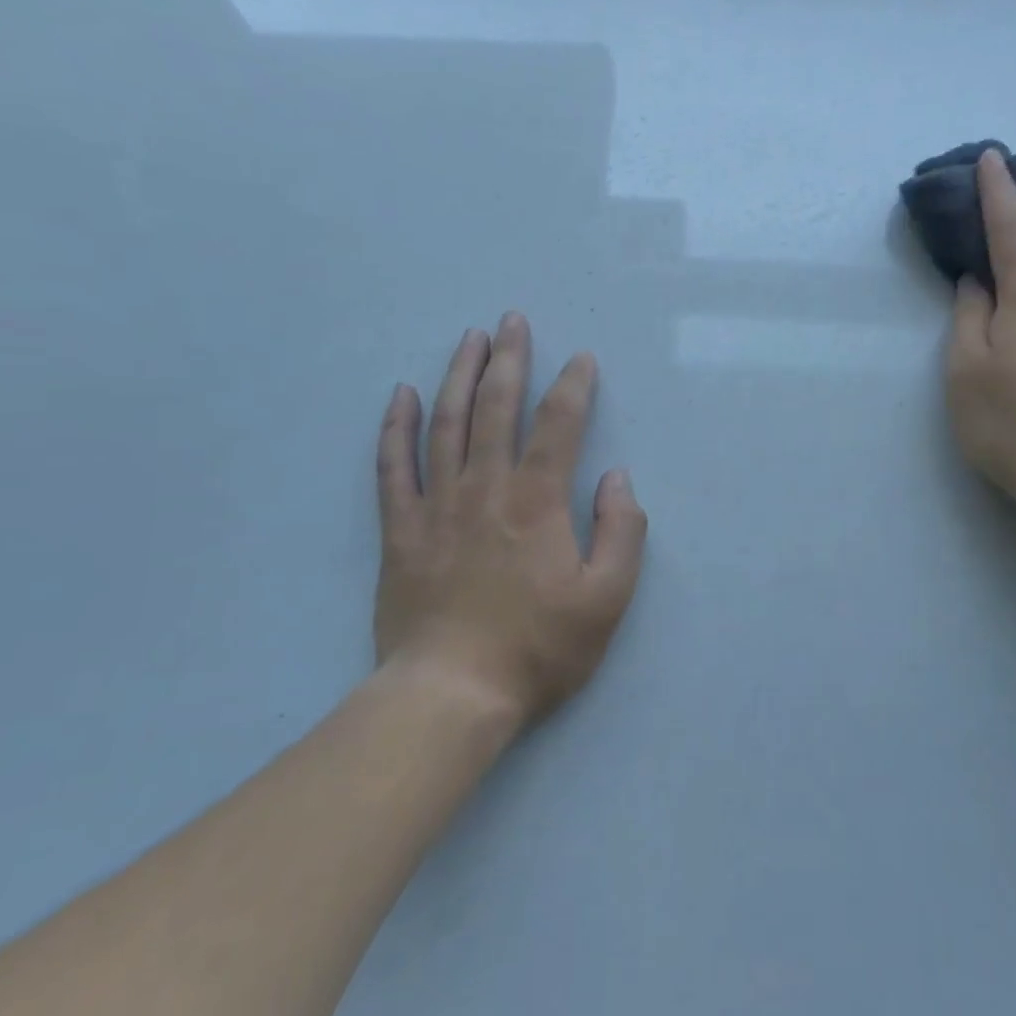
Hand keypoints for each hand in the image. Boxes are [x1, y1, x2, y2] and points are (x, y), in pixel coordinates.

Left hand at [373, 314, 646, 728]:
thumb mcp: (607, 598)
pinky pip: (393, 467)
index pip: (559, 425)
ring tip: (469, 339)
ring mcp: (437, 506)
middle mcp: (485, 488)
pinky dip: (397, 427)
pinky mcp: (400, 531)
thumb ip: (621, 532)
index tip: (582, 359)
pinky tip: (402, 395)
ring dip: (459, 375)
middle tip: (512, 321)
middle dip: (509, 359)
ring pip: (446, 424)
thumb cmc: (538, 648)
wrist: (451, 694)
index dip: (573, 386)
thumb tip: (617, 478)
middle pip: (496, 408)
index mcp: (537, 502)